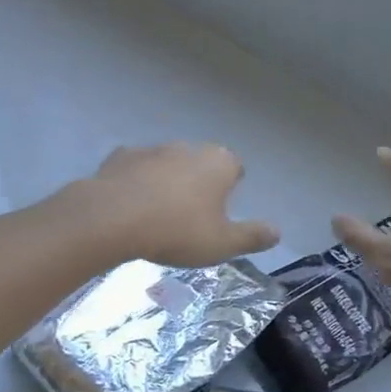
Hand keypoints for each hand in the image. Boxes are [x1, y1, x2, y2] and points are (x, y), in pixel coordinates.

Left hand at [69, 143, 279, 267]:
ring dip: (167, 180)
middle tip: (192, 213)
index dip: (232, 184)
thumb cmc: (177, 231)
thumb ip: (252, 236)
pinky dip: (137, 182)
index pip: (235, 167)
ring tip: (159, 212)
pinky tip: (130, 205)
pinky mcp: (120, 156)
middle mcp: (188, 147)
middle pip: (201, 162)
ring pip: (167, 163)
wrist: (112, 218)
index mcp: (218, 163)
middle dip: (199, 181)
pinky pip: (136, 169)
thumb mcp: (222, 243)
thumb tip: (278, 232)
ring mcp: (152, 149)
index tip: (225, 205)